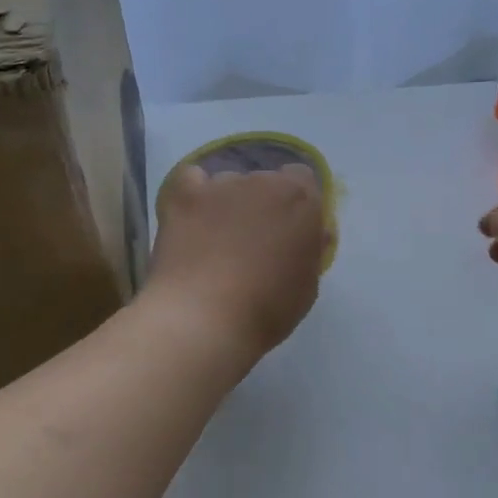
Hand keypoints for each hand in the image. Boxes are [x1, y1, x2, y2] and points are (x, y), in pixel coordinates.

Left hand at [146, 164, 327, 358]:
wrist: (204, 318)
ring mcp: (221, 185)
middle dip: (262, 204)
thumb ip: (311, 249)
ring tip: (215, 239)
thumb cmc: (267, 309)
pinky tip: (190, 218)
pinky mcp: (184, 195)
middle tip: (253, 242)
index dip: (296, 202)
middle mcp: (263, 181)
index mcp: (301, 200)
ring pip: (229, 183)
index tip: (290, 230)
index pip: (302, 178)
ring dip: (228, 203)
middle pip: (265, 181)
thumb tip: (313, 233)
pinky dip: (193, 193)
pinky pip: (191, 179)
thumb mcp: (308, 285)